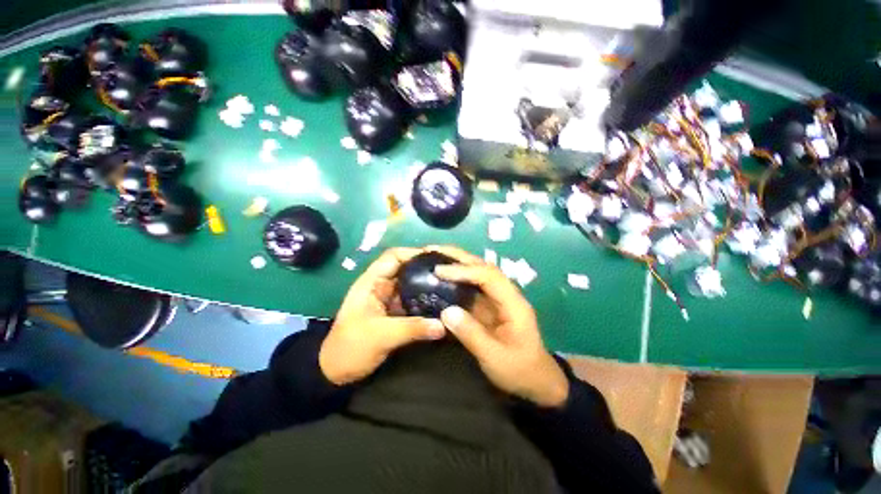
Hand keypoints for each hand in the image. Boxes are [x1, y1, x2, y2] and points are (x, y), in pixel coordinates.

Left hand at [319, 247, 445, 384]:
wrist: (336, 373)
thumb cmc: (351, 348)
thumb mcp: (381, 336)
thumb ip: (413, 328)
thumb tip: (444, 325)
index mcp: (371, 282)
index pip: (393, 257)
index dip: (413, 253)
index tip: (436, 258)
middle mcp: (380, 286)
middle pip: (405, 269)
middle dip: (424, 268)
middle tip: (448, 272)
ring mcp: (387, 299)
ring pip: (410, 284)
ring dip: (426, 284)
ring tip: (448, 285)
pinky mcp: (393, 312)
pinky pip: (411, 300)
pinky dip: (424, 300)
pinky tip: (439, 303)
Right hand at [430, 246, 569, 408]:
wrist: (536, 381)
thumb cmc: (519, 371)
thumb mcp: (494, 358)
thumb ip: (471, 334)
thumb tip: (446, 310)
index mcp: (513, 303)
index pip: (488, 276)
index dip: (463, 271)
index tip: (439, 271)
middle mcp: (506, 294)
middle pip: (484, 267)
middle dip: (459, 256)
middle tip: (433, 250)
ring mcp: (498, 298)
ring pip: (478, 273)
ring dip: (458, 263)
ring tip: (434, 257)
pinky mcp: (489, 305)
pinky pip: (472, 286)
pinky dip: (457, 278)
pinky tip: (443, 277)